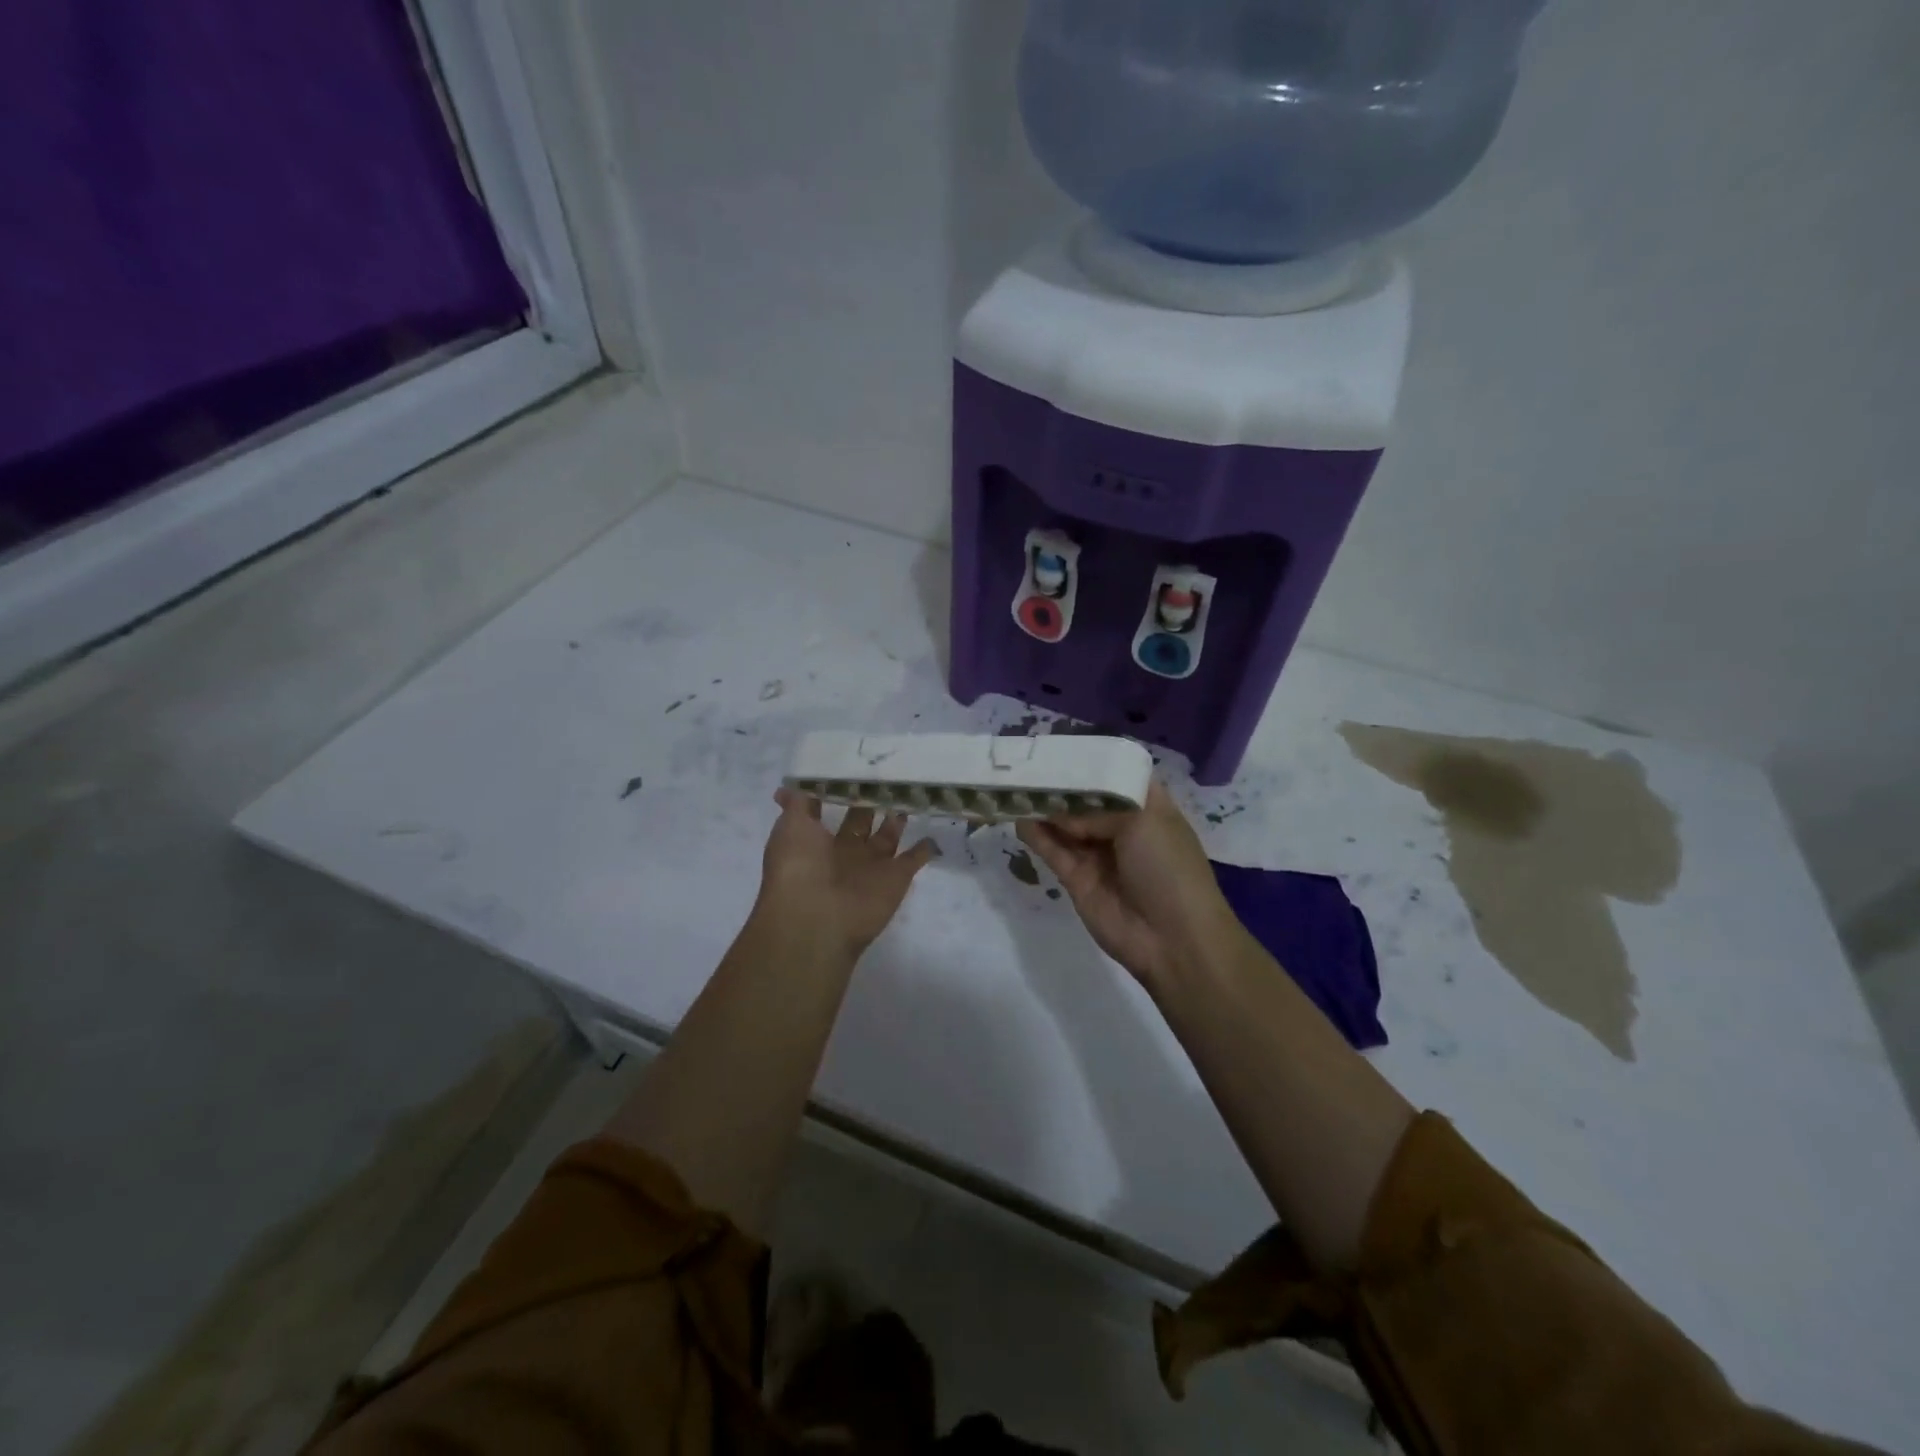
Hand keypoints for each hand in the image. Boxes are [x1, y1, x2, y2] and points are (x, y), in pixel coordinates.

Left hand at [756, 788, 939, 957]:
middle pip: (860, 819)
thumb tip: (786, 788)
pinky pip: (914, 858)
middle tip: (887, 771)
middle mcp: (843, 851)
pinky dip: (925, 847)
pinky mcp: (897, 877)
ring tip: (910, 790)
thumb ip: (797, 804)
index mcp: (815, 840)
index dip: (837, 789)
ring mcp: (872, 865)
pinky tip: (933, 828)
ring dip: (896, 818)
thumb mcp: (791, 827)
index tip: (852, 763)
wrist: (818, 918)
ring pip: (888, 835)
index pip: (826, 808)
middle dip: (870, 799)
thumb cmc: (799, 867)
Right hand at [1018, 780, 1241, 991]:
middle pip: (1084, 798)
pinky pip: (1053, 851)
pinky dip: (1036, 835)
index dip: (1090, 761)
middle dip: (1060, 783)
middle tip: (1027, 763)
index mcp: (1147, 806)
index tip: (1059, 745)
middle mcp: (1121, 825)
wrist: (1173, 939)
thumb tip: (1060, 814)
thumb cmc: (1168, 868)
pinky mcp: (1077, 879)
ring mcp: (1098, 853)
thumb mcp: (1143, 820)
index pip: (1115, 774)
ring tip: (1014, 785)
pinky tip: (1018, 816)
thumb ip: (1096, 809)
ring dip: (1043, 807)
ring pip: (1065, 824)